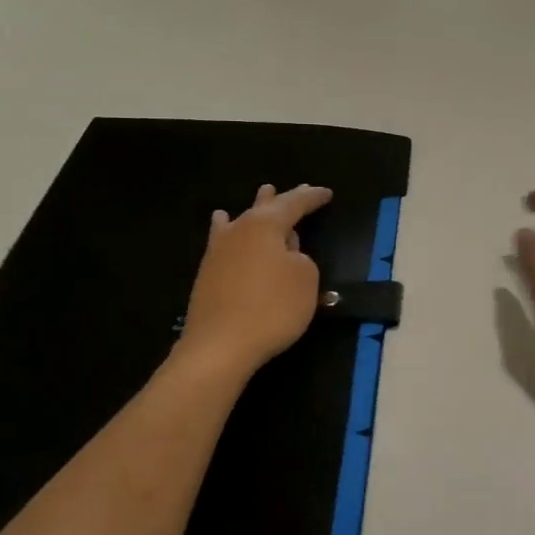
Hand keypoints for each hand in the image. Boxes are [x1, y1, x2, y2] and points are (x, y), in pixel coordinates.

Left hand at [179, 184, 332, 377]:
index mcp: (265, 226)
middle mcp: (239, 231)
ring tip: (263, 193)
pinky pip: (223, 239)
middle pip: (266, 208)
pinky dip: (228, 228)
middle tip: (301, 189)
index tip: (327, 193)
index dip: (312, 198)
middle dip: (284, 199)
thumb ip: (301, 258)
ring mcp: (219, 252)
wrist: (220, 346)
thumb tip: (287, 253)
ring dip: (255, 207)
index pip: (294, 204)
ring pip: (241, 220)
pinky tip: (221, 223)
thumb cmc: (272, 308)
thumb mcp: (305, 279)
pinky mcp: (208, 274)